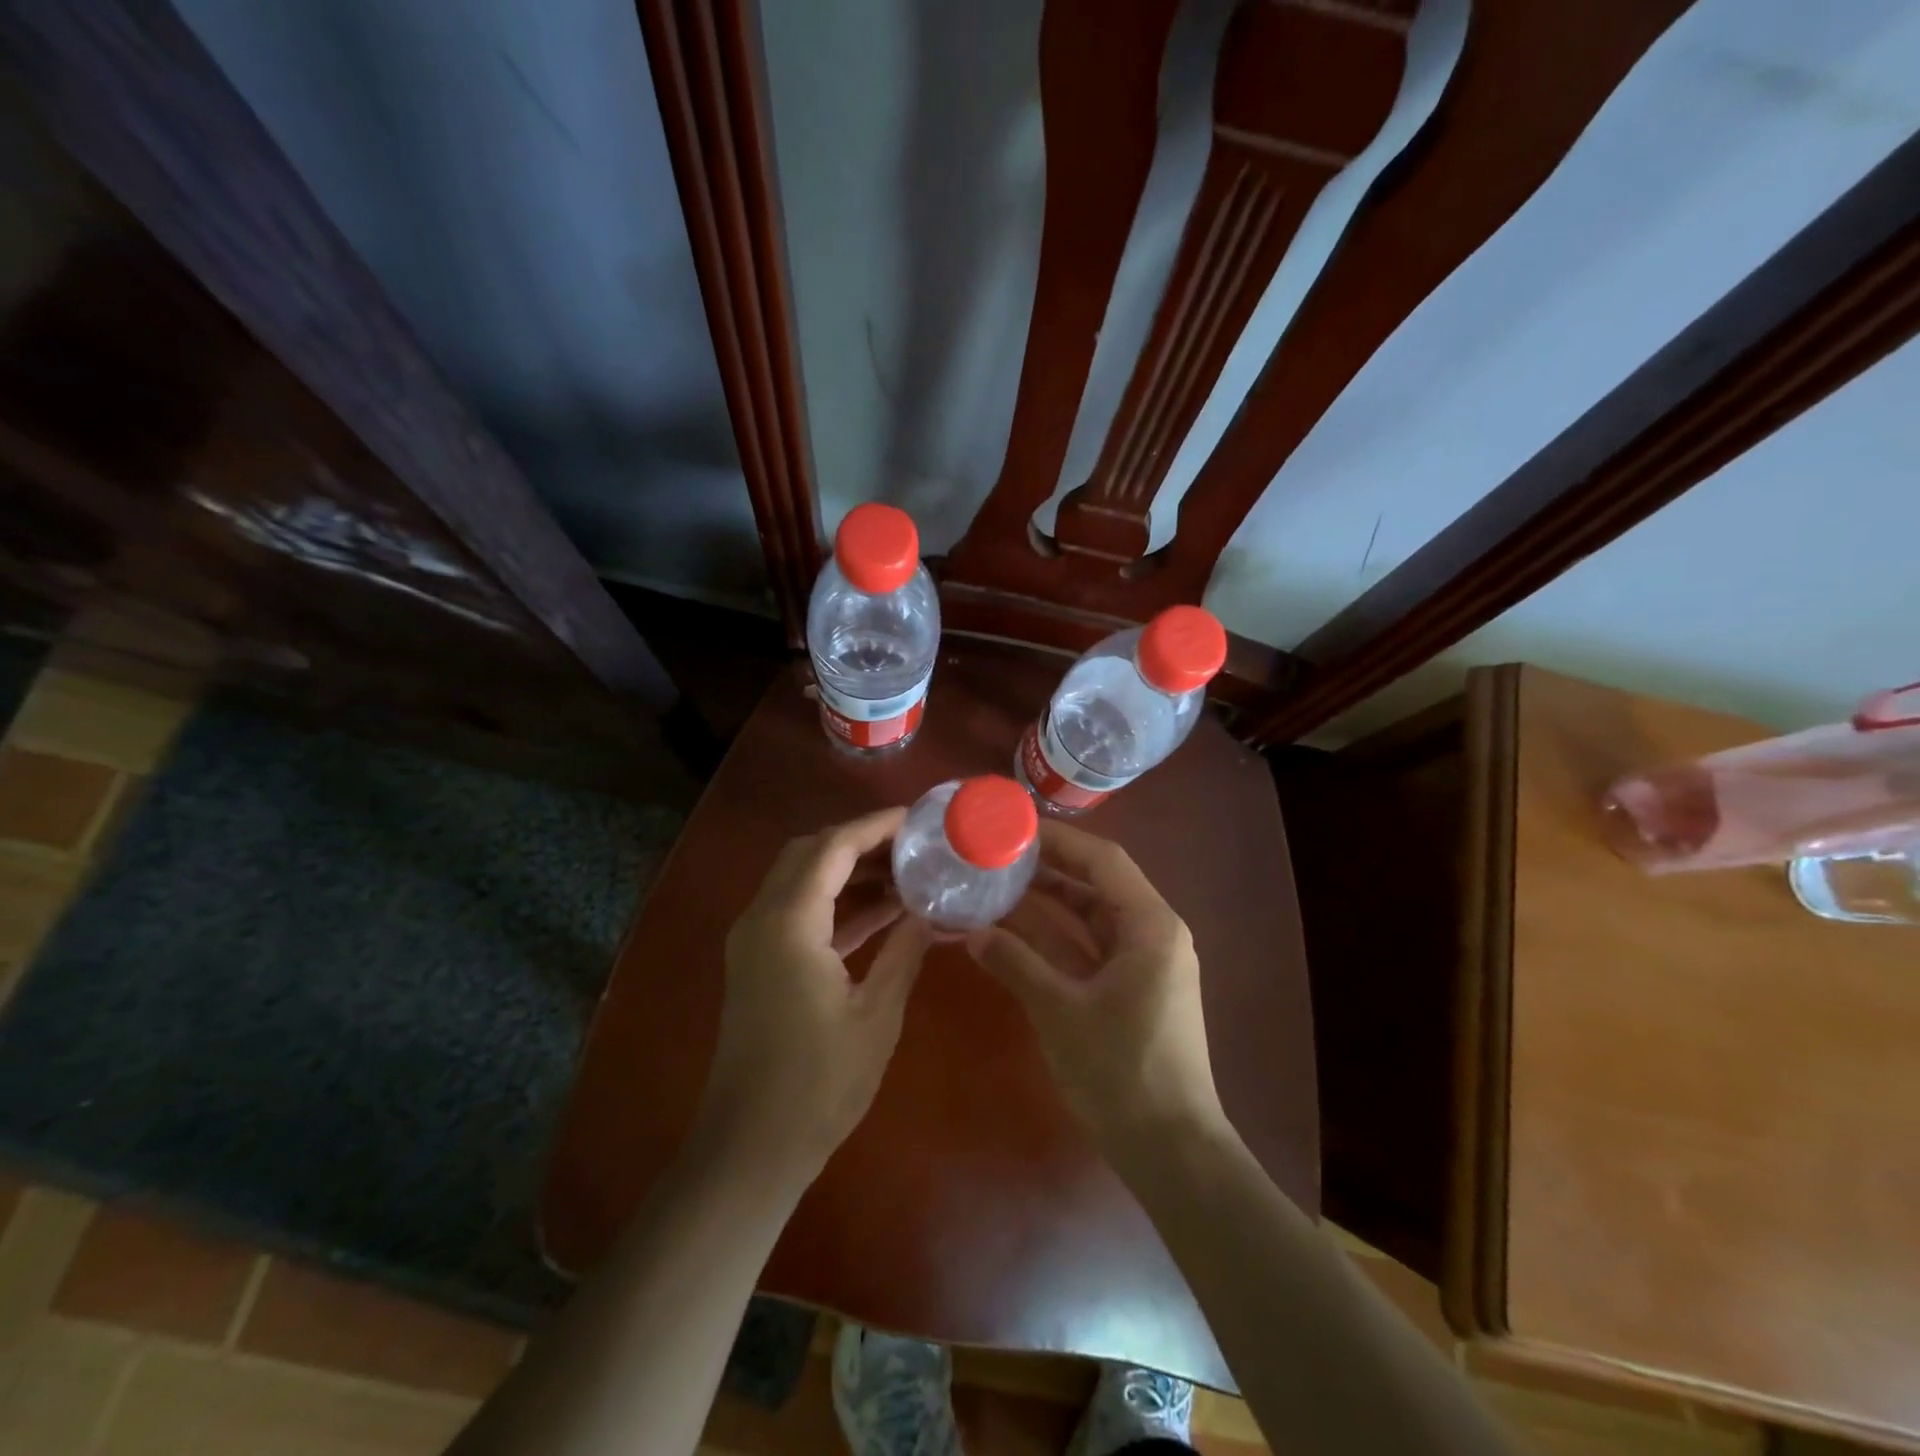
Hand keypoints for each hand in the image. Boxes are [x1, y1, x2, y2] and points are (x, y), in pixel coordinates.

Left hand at [699, 808, 932, 1182]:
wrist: (750, 1148)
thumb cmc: (819, 1085)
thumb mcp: (877, 1015)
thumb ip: (904, 951)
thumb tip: (931, 912)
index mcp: (789, 923)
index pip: (833, 847)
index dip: (875, 826)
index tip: (917, 819)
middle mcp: (762, 918)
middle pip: (809, 852)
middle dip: (860, 841)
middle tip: (912, 844)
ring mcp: (755, 940)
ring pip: (802, 879)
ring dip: (848, 871)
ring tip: (905, 873)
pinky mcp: (758, 962)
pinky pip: (798, 912)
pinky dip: (836, 903)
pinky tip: (882, 912)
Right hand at [966, 821, 1225, 1160]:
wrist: (1171, 1151)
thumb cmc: (1122, 1071)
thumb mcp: (1061, 1010)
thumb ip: (1016, 963)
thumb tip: (971, 931)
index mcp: (1150, 925)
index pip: (1103, 860)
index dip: (1059, 841)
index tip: (1014, 829)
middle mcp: (1152, 934)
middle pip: (1095, 885)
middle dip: (1045, 872)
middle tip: (995, 857)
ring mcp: (1142, 963)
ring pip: (1088, 919)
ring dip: (1045, 907)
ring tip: (994, 887)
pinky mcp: (1130, 990)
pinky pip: (1088, 950)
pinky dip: (1053, 942)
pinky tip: (1011, 934)